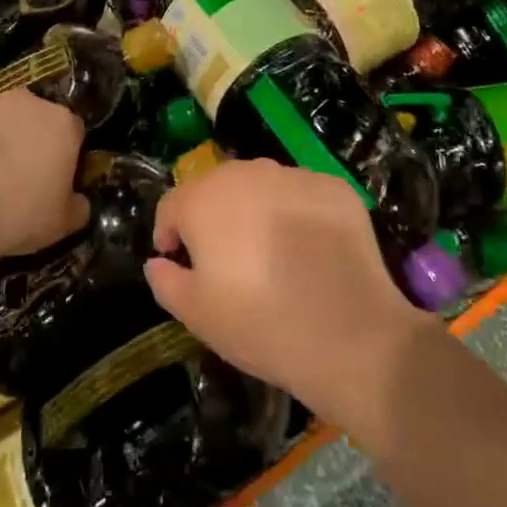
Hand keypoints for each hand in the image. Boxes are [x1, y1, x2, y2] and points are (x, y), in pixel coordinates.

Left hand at [0, 89, 89, 267]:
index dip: (66, 155)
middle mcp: (28, 102)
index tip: (55, 179)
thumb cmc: (15, 215)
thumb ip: (78, 207)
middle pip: (36, 118)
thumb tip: (79, 201)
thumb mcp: (61, 225)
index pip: (74, 132)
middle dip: (31, 140)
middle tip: (19, 176)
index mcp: (61, 124)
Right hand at [144, 160, 434, 427]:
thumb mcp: (197, 315)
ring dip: (257, 211)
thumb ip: (166, 281)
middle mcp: (246, 173)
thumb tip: (157, 261)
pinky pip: (303, 196)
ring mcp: (293, 175)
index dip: (170, 233)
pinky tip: (310, 252)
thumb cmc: (260, 323)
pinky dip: (299, 215)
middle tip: (226, 261)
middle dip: (213, 217)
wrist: (349, 333)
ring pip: (262, 187)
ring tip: (270, 255)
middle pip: (217, 188)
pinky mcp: (334, 187)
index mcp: (204, 199)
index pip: (172, 205)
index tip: (179, 261)